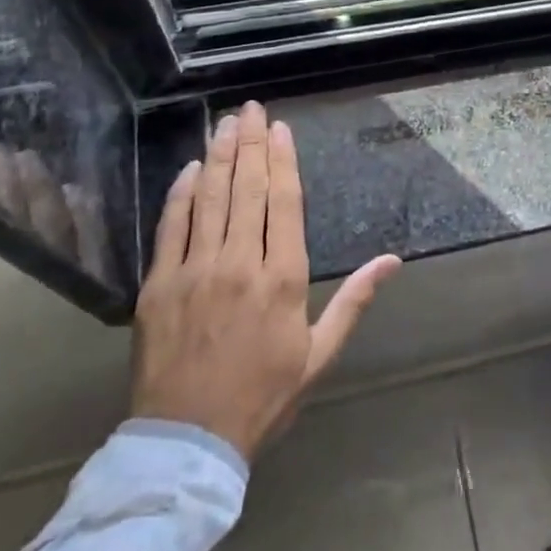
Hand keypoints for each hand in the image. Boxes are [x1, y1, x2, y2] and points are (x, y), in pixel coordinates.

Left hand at [132, 102, 401, 458]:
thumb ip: (354, 300)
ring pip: (210, 199)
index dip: (283, 160)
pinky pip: (171, 227)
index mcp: (283, 278)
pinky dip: (181, 193)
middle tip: (251, 108)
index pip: (284, 202)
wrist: (188, 441)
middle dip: (251, 143)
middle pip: (247, 189)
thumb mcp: (319, 353)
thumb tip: (392, 261)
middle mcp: (240, 263)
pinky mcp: (158, 285)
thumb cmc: (263, 395)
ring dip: (219, 156)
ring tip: (226, 123)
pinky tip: (190, 168)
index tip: (280, 128)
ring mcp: (194, 271)